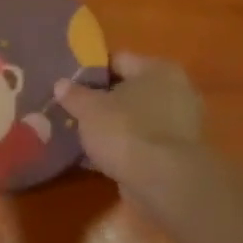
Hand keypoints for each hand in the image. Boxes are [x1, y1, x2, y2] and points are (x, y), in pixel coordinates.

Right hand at [53, 53, 203, 182]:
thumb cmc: (126, 131)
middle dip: (101, 100)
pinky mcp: (177, 152)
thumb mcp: (87, 109)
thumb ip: (73, 94)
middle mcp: (176, 90)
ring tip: (81, 134)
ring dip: (112, 125)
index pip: (116, 60)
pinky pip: (141, 141)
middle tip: (72, 110)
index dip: (89, 71)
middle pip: (127, 90)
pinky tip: (98, 156)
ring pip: (134, 118)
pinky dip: (123, 146)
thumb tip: (62, 84)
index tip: (67, 85)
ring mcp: (180, 123)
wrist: (164, 182)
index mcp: (157, 69)